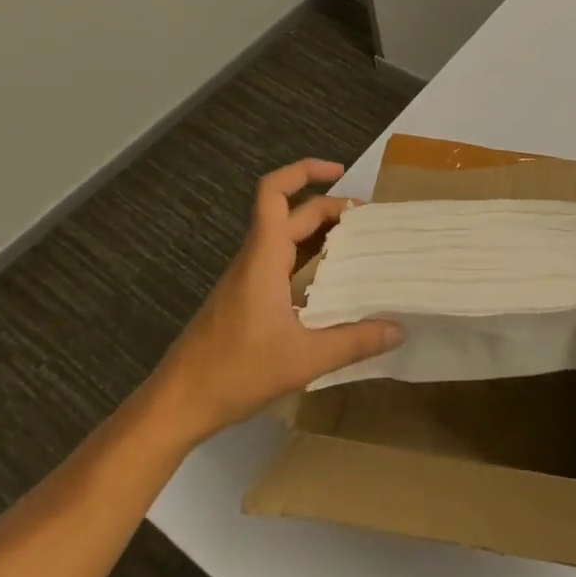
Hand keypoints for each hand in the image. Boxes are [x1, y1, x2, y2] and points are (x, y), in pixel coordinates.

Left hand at [150, 159, 402, 443]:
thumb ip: (354, 343)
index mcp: (264, 258)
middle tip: (372, 223)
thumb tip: (399, 329)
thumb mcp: (303, 360)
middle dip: (332, 208)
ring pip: (287, 238)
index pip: (274, 193)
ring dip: (322, 233)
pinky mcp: (246, 299)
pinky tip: (333, 284)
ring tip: (361, 246)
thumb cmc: (234, 373)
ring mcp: (248, 279)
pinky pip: (282, 262)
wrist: (176, 405)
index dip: (305, 171)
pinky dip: (310, 259)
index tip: (341, 171)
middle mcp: (255, 259)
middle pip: (293, 214)